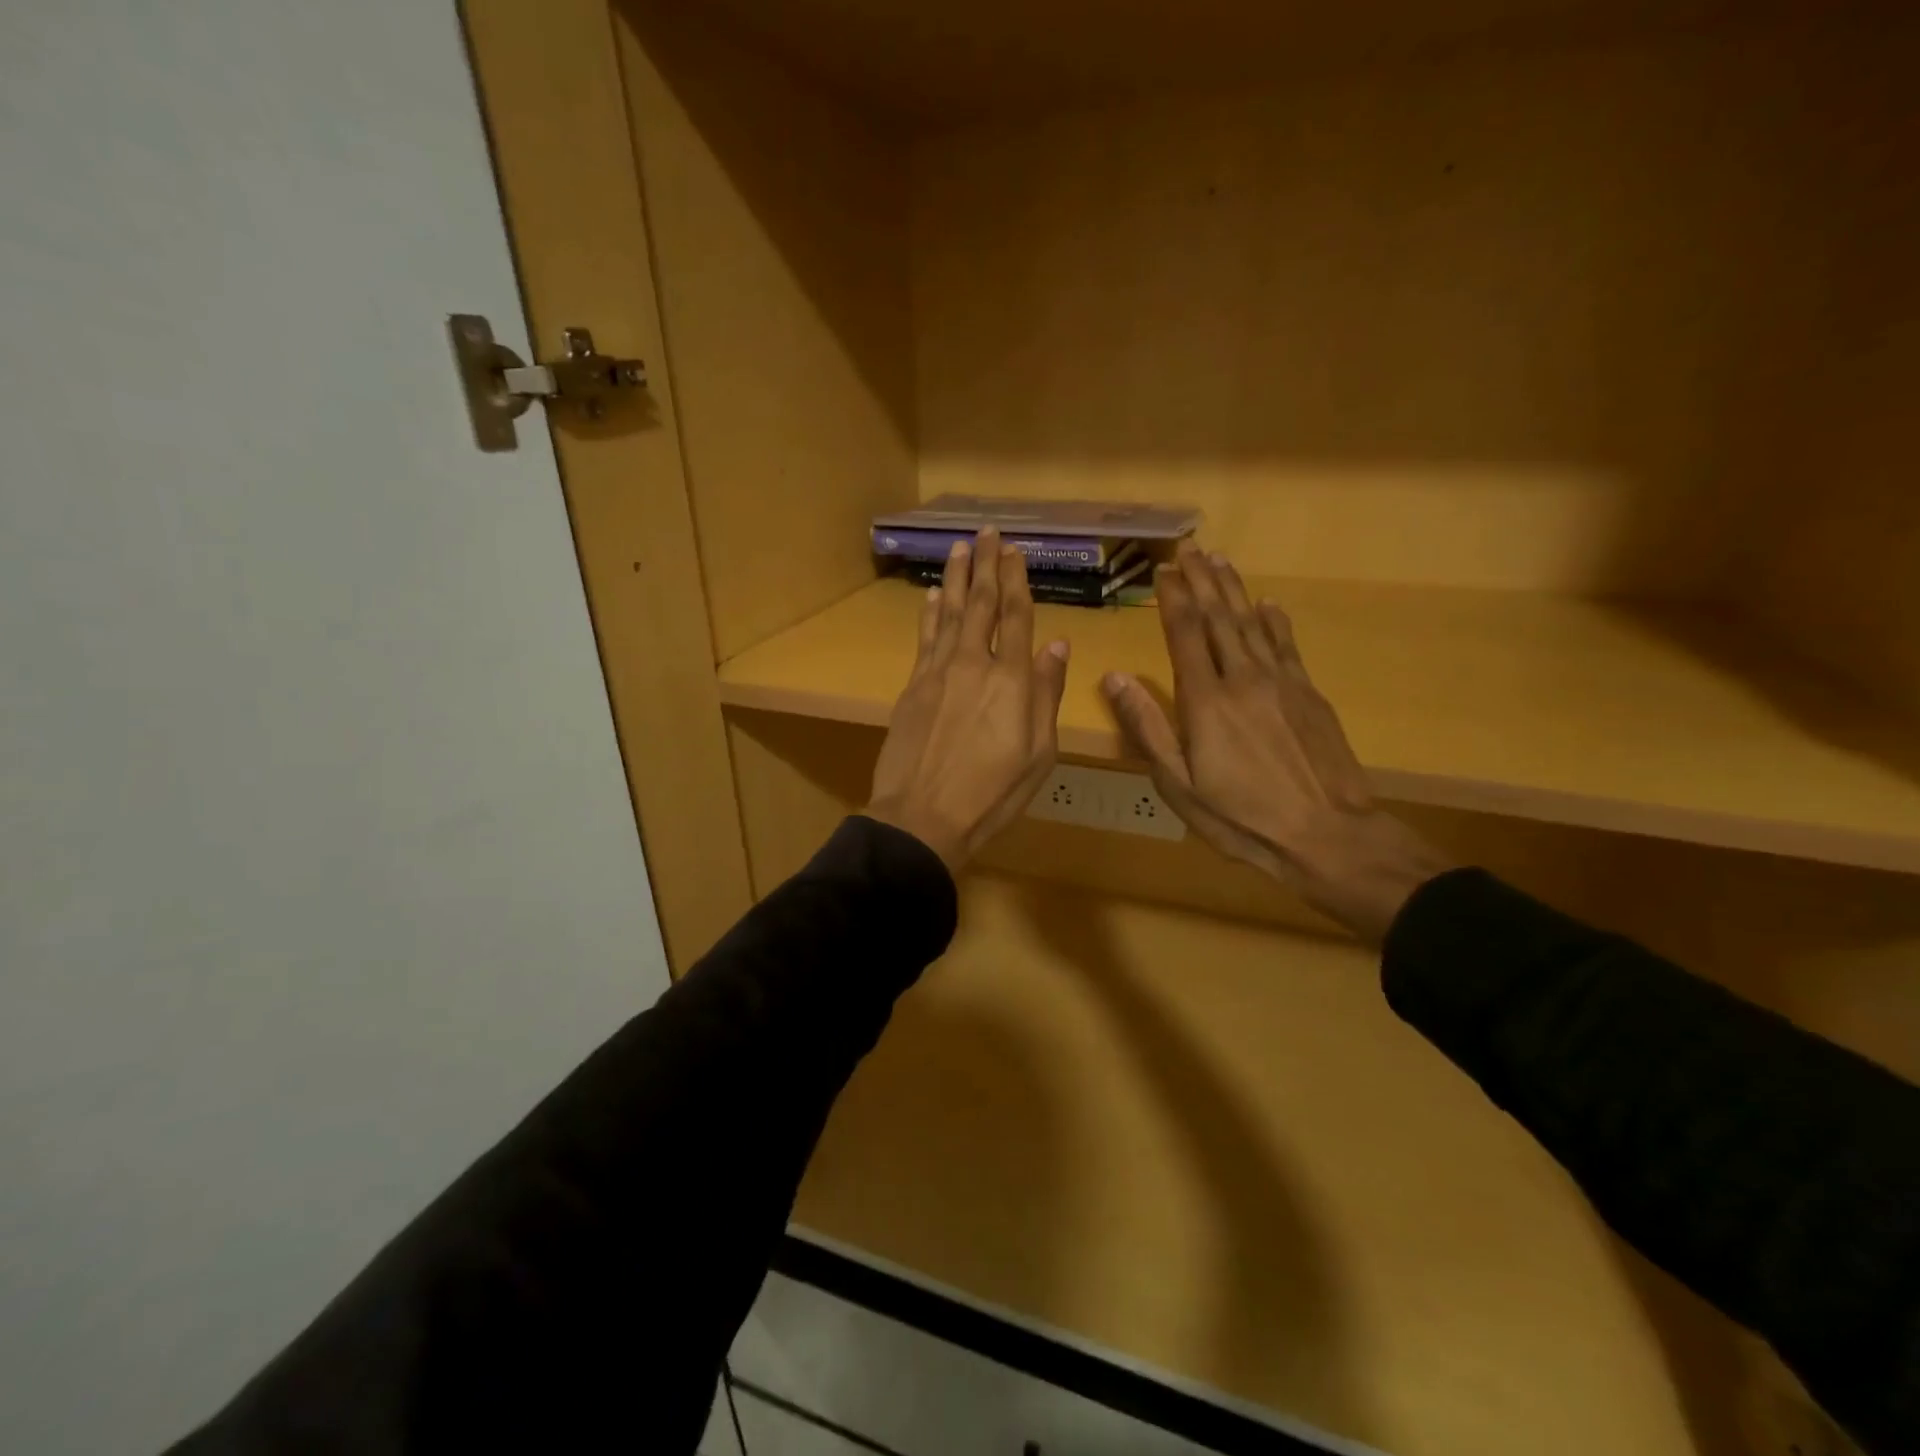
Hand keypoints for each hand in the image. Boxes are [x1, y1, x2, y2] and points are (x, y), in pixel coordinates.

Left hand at [866, 527, 1070, 873]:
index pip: (1017, 616)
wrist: (923, 815)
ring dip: (954, 579)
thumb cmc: (992, 792)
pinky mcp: (913, 686)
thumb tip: (1057, 645)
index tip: (1014, 551)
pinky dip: (928, 614)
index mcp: (1013, 679)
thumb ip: (1047, 694)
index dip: (1016, 580)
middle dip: (985, 565)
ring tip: (959, 548)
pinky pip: (924, 639)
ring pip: (947, 613)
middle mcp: (975, 664)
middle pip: (981, 604)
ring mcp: (939, 672)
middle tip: (987, 532)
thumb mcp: (1038, 753)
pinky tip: (929, 597)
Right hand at [1101, 545, 1451, 942]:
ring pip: (1253, 624)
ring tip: (1220, 561)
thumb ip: (1147, 727)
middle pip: (1219, 618)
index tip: (1163, 570)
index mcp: (1205, 700)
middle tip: (1189, 548)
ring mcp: (1281, 683)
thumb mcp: (1178, 783)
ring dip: (1234, 590)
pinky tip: (1267, 605)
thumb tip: (1114, 677)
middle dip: (1202, 580)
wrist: (1327, 834)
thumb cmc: (1240, 817)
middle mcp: (1242, 679)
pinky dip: (1274, 622)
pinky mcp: (1309, 695)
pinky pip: (1287, 646)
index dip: (1173, 599)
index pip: (1184, 634)